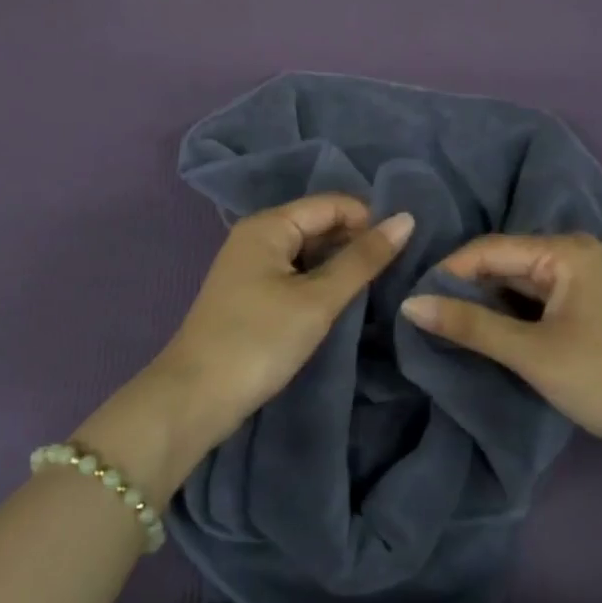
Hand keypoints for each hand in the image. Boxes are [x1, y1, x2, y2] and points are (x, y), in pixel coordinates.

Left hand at [148, 195, 415, 461]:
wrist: (195, 398)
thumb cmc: (260, 340)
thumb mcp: (318, 299)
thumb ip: (362, 259)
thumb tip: (406, 219)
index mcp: (268, 224)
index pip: (332, 204)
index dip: (369, 220)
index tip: (403, 250)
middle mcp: (256, 235)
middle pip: (318, 224)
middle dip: (355, 242)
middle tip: (396, 271)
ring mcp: (250, 265)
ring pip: (308, 251)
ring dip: (339, 265)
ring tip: (376, 286)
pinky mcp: (250, 294)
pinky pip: (294, 273)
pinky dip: (319, 282)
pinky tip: (341, 301)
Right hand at [401, 234, 601, 475]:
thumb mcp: (532, 353)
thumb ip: (470, 326)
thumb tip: (410, 305)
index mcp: (563, 250)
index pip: (487, 249)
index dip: (446, 273)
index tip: (410, 302)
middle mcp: (573, 253)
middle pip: (502, 263)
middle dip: (464, 289)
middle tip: (422, 316)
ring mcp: (583, 279)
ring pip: (517, 283)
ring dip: (485, 304)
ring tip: (444, 325)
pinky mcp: (587, 305)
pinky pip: (535, 299)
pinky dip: (509, 315)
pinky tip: (485, 333)